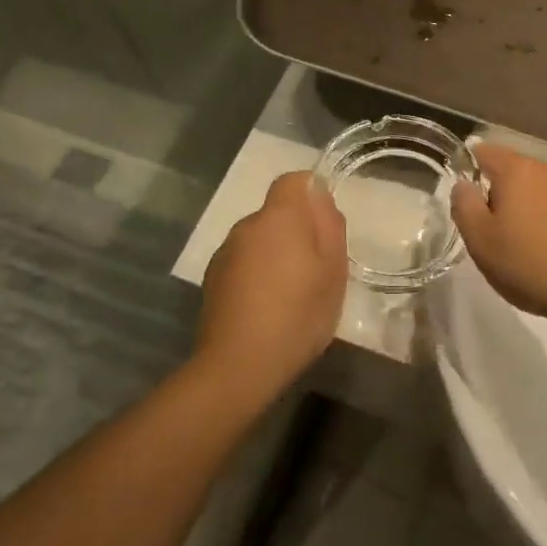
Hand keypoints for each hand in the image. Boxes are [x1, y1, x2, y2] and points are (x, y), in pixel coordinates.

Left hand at [197, 172, 347, 400]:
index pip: (293, 181)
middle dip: (296, 231)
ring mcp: (225, 252)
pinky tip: (265, 307)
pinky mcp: (213, 278)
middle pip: (276, 213)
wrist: (240, 364)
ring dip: (275, 254)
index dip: (311, 194)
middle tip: (316, 269)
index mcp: (279, 217)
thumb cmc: (299, 314)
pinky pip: (243, 262)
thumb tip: (320, 195)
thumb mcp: (334, 271)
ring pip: (259, 239)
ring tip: (291, 294)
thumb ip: (329, 225)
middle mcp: (247, 225)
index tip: (325, 225)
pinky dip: (256, 274)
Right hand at [450, 143, 546, 325]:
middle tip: (490, 230)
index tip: (465, 198)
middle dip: (497, 193)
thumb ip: (464, 205)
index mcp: (517, 170)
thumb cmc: (531, 264)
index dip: (468, 168)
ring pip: (536, 189)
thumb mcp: (481, 241)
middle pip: (511, 171)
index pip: (483, 151)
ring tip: (520, 243)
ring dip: (524, 207)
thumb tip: (463, 184)